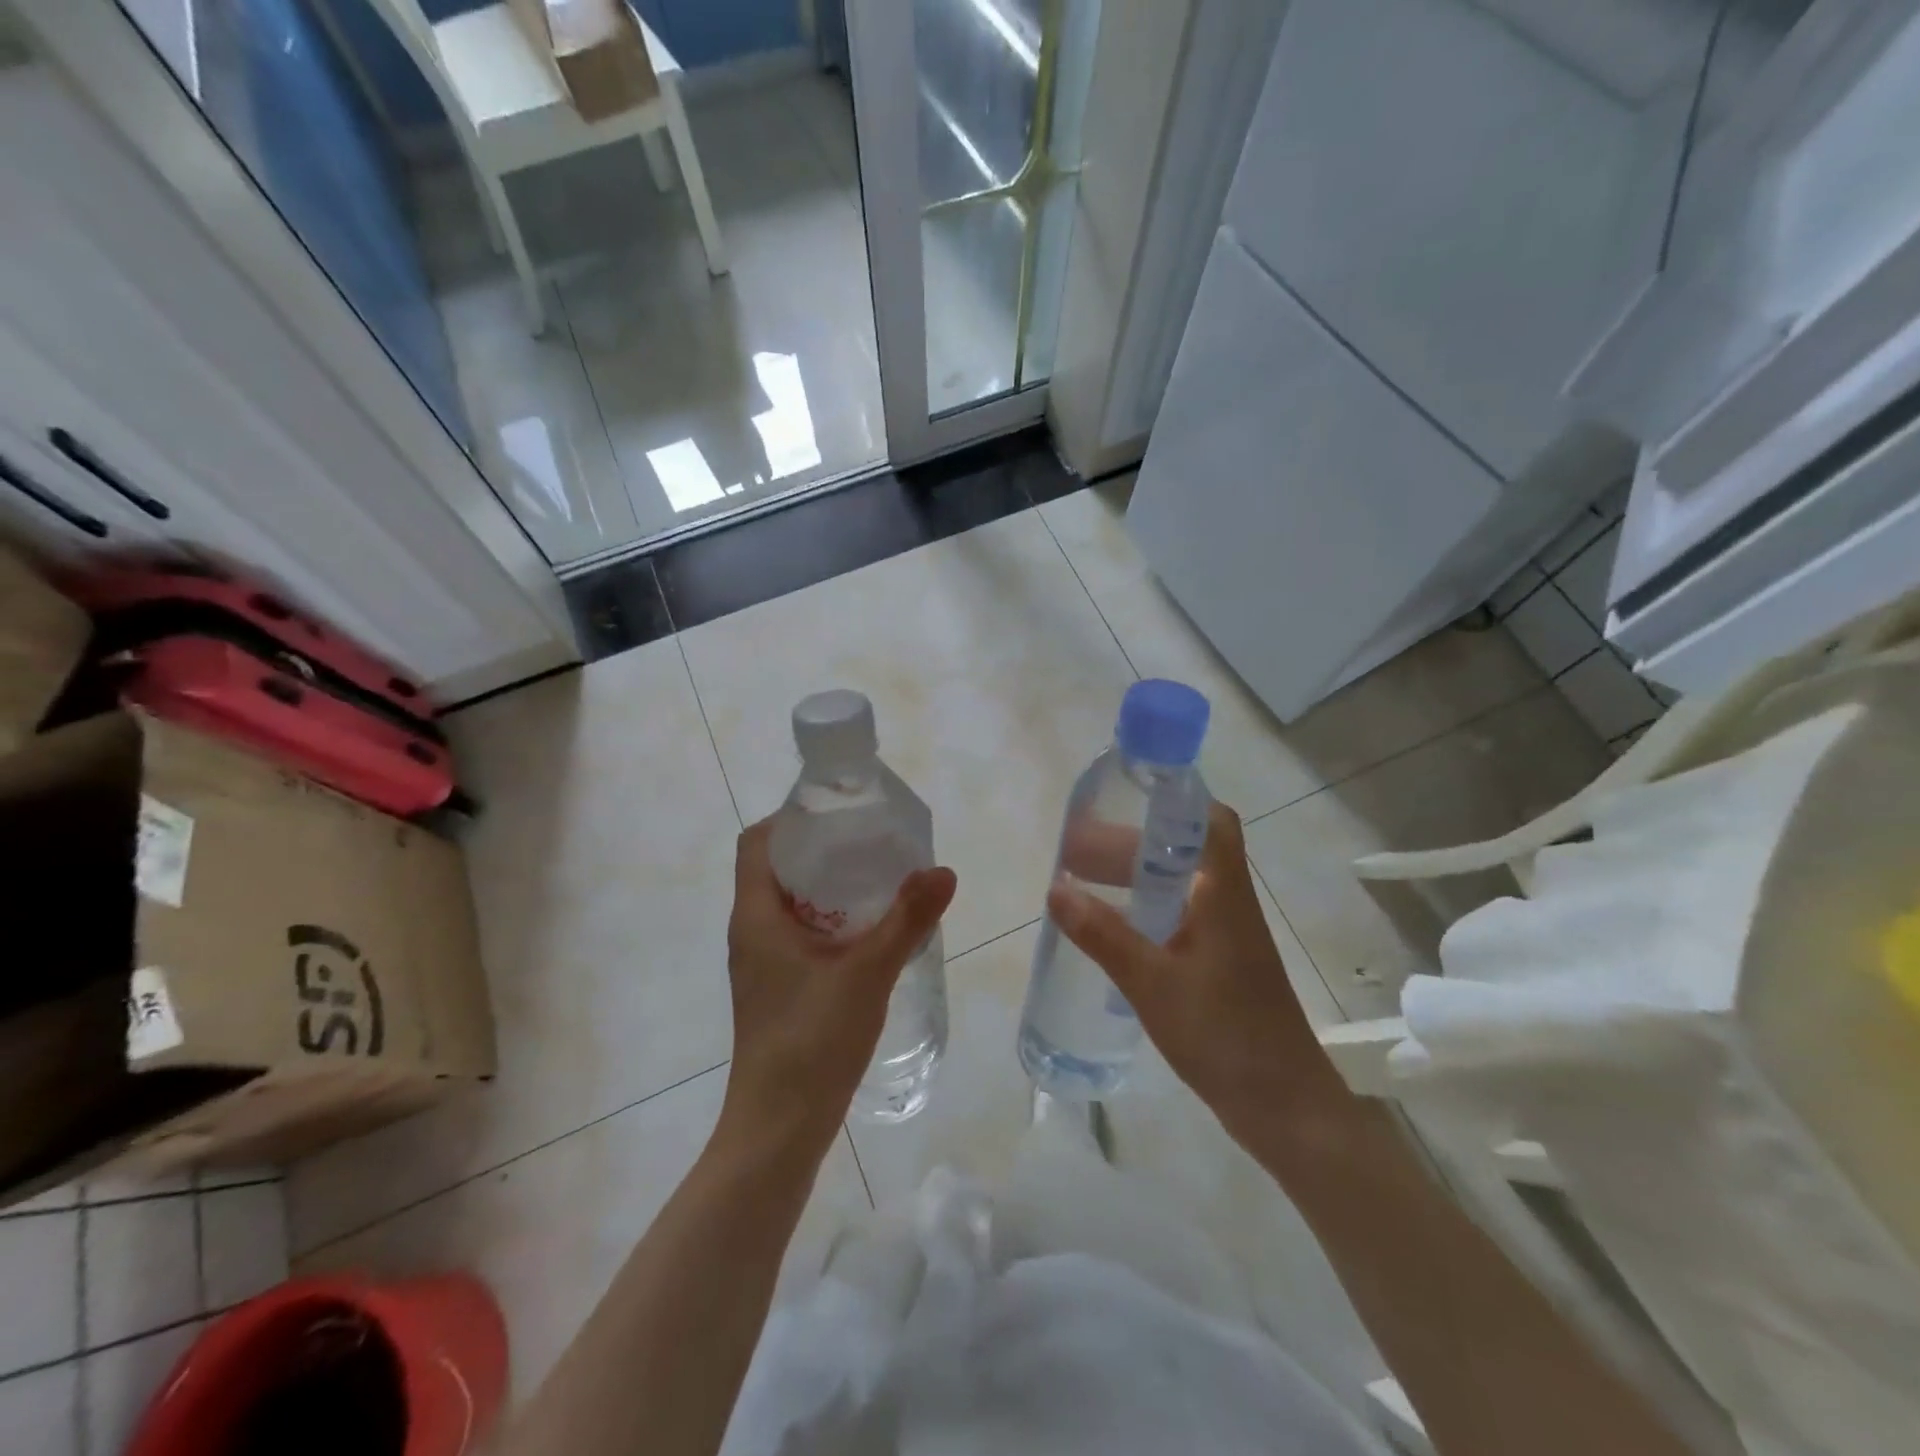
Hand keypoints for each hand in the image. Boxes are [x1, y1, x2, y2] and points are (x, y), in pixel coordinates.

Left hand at [722, 818, 956, 1152]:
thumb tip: (943, 871)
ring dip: (830, 887)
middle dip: (822, 849)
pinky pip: (801, 934)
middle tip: (872, 841)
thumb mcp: (867, 973)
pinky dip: (831, 921)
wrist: (779, 1128)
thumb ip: (906, 919)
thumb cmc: (812, 1041)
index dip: (791, 818)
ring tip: (880, 878)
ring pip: (792, 904)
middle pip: (778, 868)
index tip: (839, 812)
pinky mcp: (779, 987)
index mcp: (756, 916)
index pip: (758, 843)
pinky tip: (871, 932)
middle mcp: (752, 932)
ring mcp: (763, 963)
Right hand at [1046, 801, 1350, 1161]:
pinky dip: (1144, 911)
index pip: (1211, 821)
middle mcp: (1228, 903)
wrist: (1282, 1105)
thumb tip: (1054, 889)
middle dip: (1131, 844)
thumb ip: (1102, 935)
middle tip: (1078, 851)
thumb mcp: (1151, 981)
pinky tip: (1112, 929)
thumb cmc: (1222, 1032)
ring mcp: (1226, 936)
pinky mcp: (1221, 965)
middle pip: (1183, 851)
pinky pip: (1178, 918)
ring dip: (1135, 879)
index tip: (1123, 799)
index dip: (1172, 801)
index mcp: (1222, 892)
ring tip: (1083, 884)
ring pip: (1179, 886)